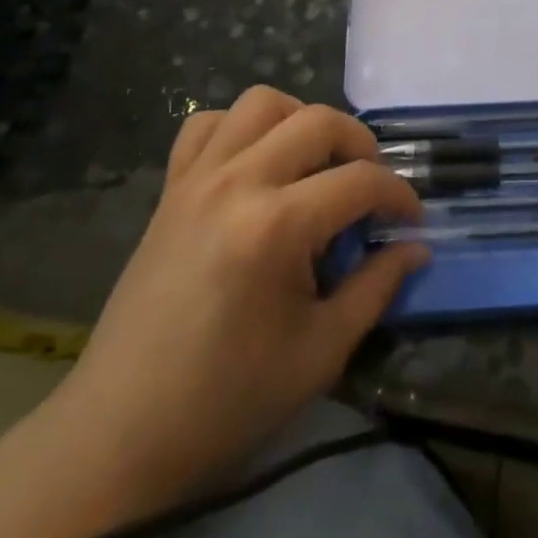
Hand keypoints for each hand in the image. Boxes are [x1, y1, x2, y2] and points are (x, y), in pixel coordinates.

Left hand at [56, 86, 427, 493]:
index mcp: (276, 226)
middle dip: (360, 144)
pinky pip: (206, 125)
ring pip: (261, 103)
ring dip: (301, 120)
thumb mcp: (320, 352)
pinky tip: (255, 163)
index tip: (412, 220)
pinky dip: (240, 128)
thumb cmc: (228, 401)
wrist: (122, 433)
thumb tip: (416, 248)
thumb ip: (376, 287)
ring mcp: (197, 179)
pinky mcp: (170, 189)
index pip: (359, 181)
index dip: (398, 195)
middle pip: (317, 121)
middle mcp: (237, 182)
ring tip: (315, 164)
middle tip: (371, 186)